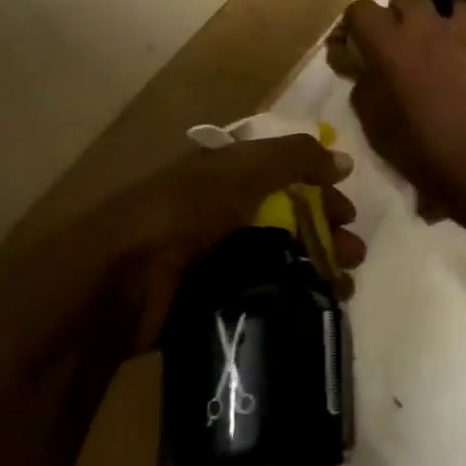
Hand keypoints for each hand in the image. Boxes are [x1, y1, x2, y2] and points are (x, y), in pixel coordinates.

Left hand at [0, 136, 365, 422]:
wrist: (111, 284)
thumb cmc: (179, 213)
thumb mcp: (239, 172)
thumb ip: (292, 159)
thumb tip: (343, 160)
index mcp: (222, 176)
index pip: (283, 175)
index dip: (319, 188)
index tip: (349, 211)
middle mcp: (218, 213)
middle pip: (286, 218)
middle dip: (325, 232)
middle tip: (354, 254)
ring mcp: (211, 258)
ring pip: (277, 258)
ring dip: (315, 268)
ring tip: (344, 287)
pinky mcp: (206, 300)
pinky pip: (260, 294)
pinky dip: (290, 298)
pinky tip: (315, 307)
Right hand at [343, 0, 465, 230]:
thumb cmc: (418, 149)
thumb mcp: (374, 121)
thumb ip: (362, 81)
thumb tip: (355, 59)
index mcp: (391, 44)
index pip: (362, 8)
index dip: (358, 21)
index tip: (361, 35)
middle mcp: (430, 26)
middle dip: (405, 4)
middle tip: (407, 27)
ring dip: (451, 11)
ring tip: (453, 30)